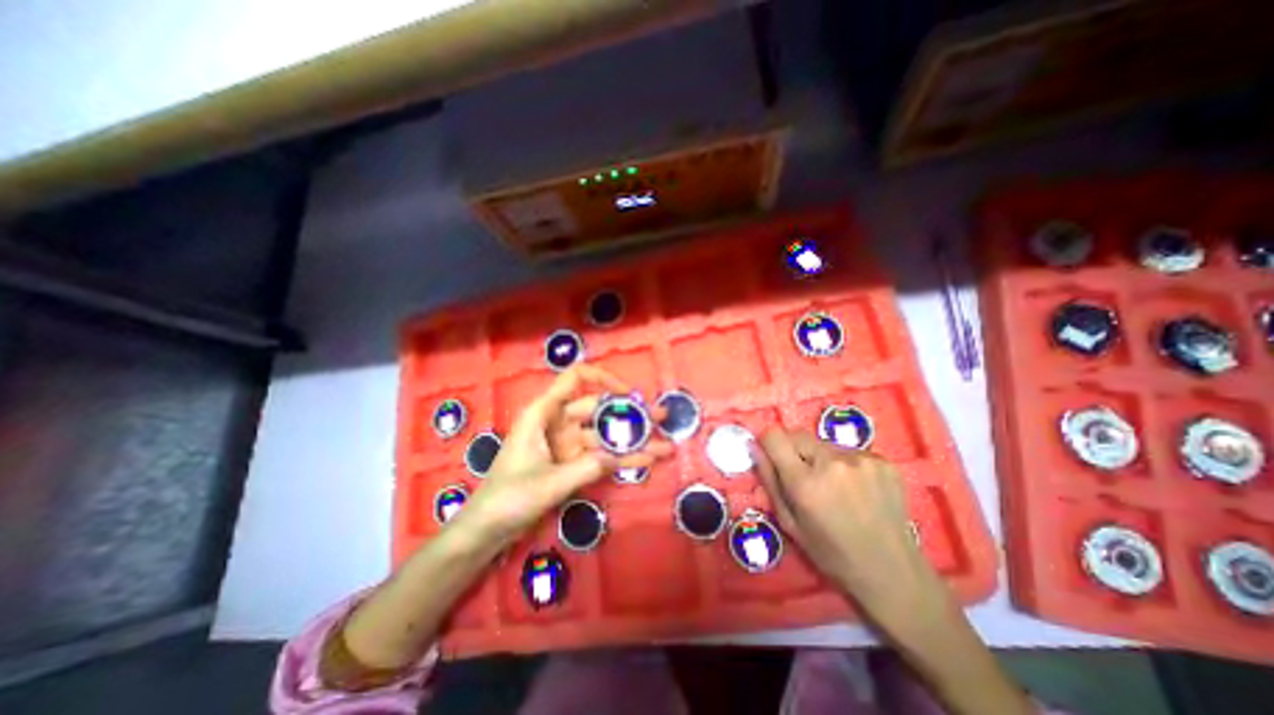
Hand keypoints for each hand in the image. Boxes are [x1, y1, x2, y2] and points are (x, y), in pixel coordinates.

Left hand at [451, 365, 669, 549]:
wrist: (486, 530)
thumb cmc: (508, 498)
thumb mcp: (550, 482)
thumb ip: (589, 467)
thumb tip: (623, 457)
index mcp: (544, 412)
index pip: (575, 379)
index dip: (603, 379)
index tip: (628, 394)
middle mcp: (558, 421)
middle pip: (599, 409)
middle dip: (630, 414)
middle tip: (662, 417)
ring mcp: (566, 443)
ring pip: (604, 435)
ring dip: (632, 441)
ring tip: (664, 445)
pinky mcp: (571, 462)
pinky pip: (600, 456)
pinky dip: (620, 459)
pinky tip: (646, 461)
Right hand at [748, 431, 938, 613]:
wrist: (893, 572)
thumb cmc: (832, 553)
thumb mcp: (789, 523)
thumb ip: (769, 480)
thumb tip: (754, 447)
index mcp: (805, 483)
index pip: (774, 435)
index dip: (769, 443)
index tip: (772, 456)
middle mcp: (833, 463)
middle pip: (798, 435)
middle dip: (794, 451)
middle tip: (805, 478)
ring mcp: (862, 459)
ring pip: (823, 443)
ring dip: (821, 458)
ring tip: (835, 487)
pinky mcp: (883, 460)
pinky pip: (849, 451)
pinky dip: (845, 464)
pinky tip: (857, 489)